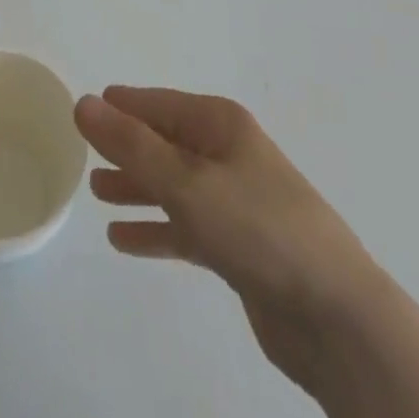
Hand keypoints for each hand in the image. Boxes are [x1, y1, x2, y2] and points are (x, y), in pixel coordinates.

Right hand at [75, 87, 369, 393]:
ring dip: (136, 187)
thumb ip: (131, 145)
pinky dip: (156, 229)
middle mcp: (227, 154)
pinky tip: (123, 241)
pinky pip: (185, 227)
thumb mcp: (186, 181)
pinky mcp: (238, 247)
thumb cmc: (257, 228)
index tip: (86, 108)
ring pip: (172, 185)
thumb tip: (84, 103)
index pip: (159, 104)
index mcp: (220, 125)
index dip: (123, 105)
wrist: (334, 315)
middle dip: (126, 147)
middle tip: (84, 153)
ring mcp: (235, 201)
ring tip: (96, 193)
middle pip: (165, 142)